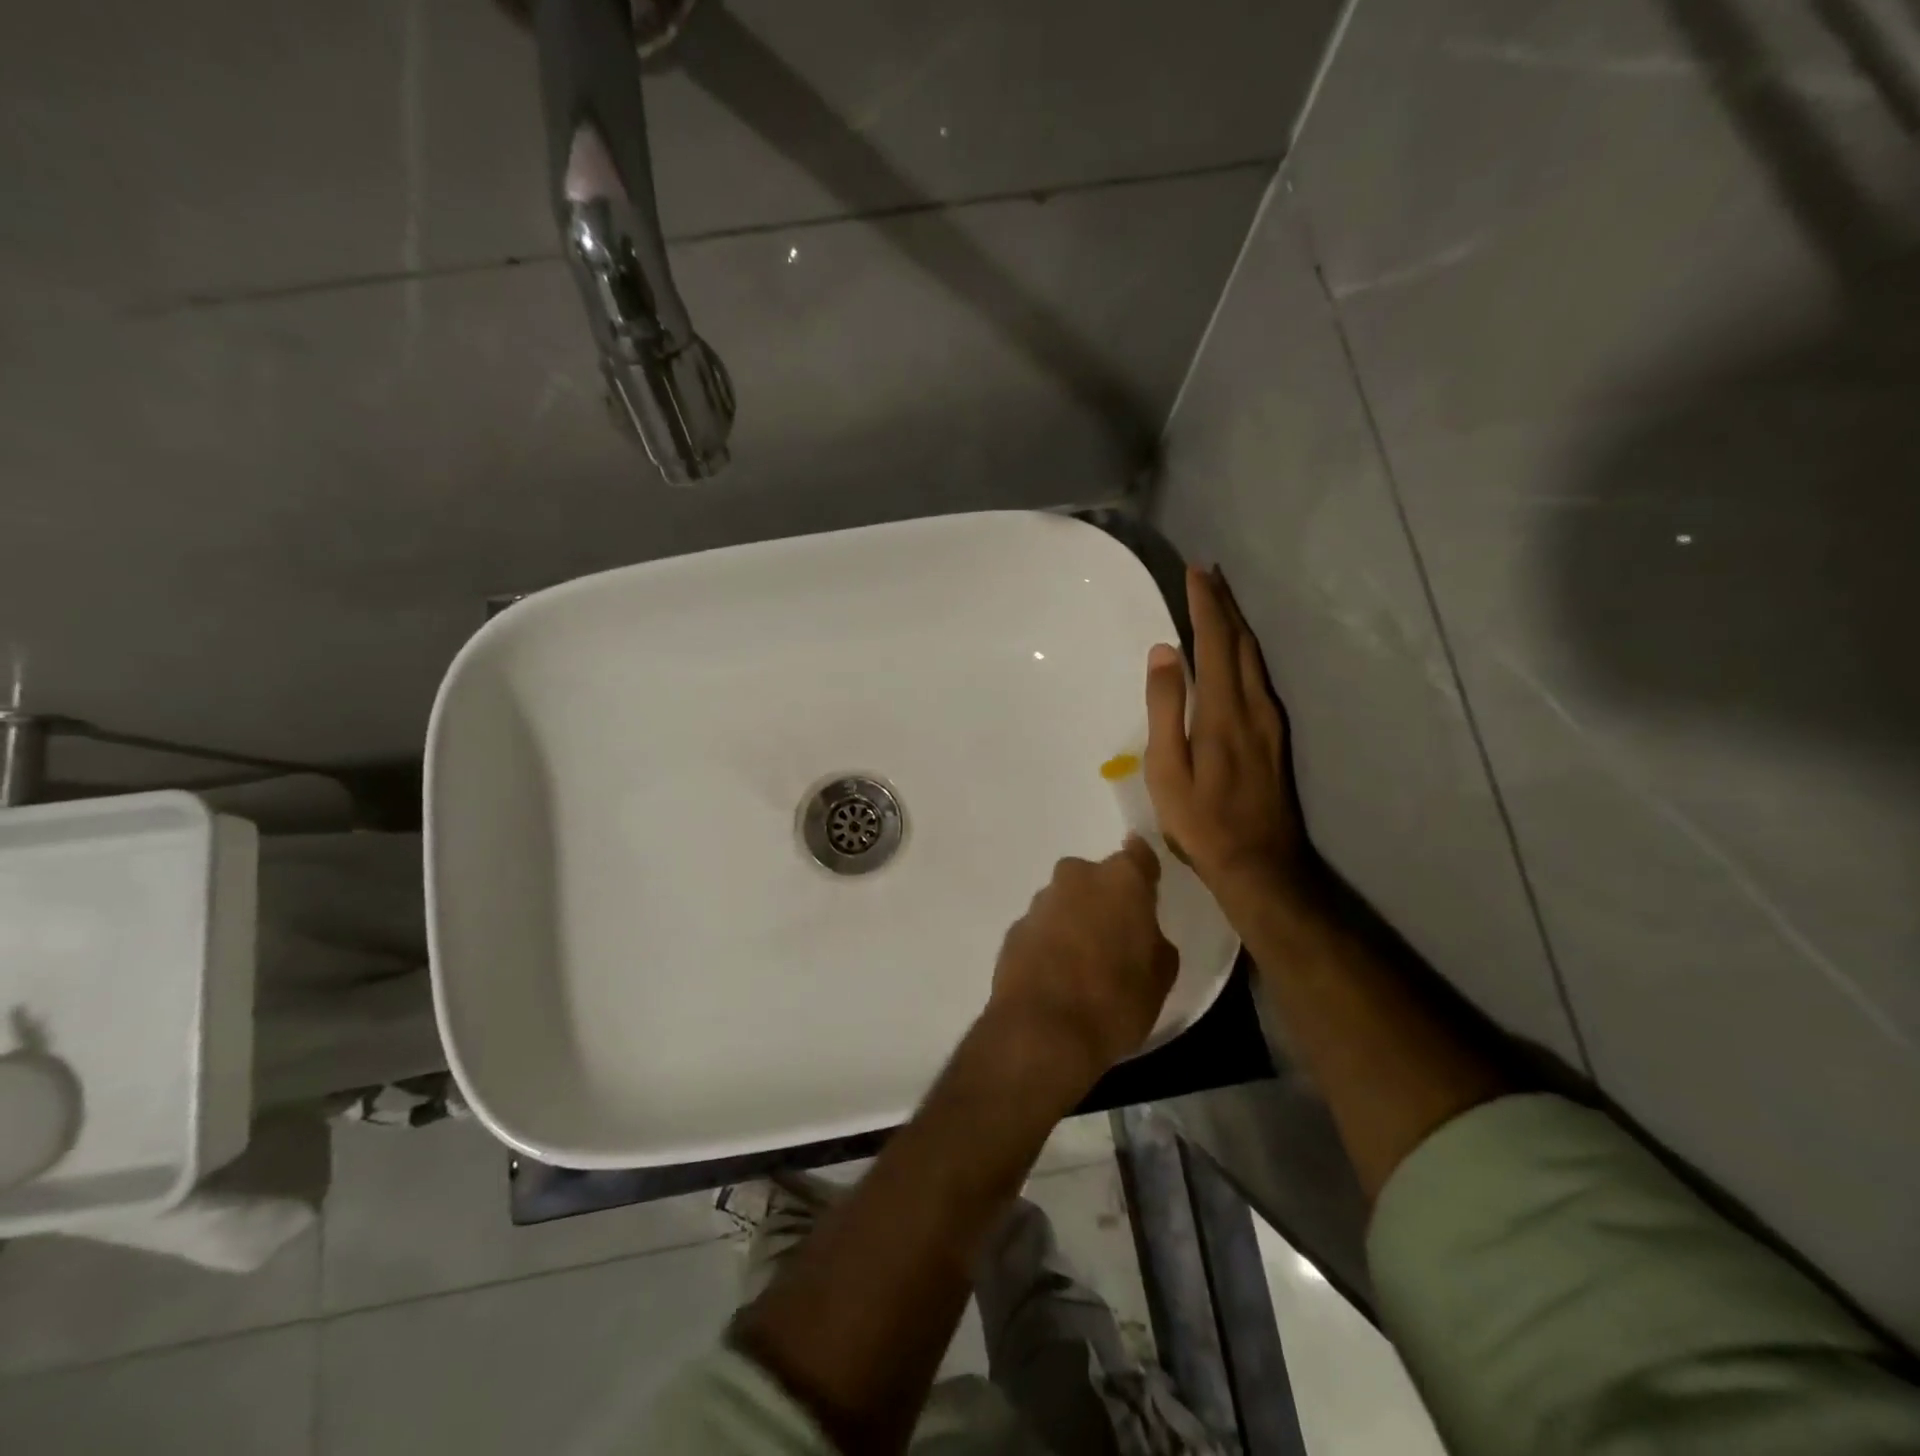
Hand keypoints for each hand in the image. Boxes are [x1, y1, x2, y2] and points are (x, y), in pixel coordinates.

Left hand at [987, 837, 1178, 1086]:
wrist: (1043, 1031)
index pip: (1138, 854)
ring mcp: (1040, 901)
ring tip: (1083, 963)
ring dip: (1074, 920)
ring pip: (1065, 901)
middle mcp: (1077, 877)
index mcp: (1121, 880)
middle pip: (1096, 877)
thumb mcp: (1160, 976)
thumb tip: (1143, 933)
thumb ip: (1154, 939)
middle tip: (1115, 936)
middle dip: (1104, 899)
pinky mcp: (1014, 928)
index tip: (1146, 889)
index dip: (1143, 870)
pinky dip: (1049, 942)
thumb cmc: (1116, 1001)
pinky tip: (1056, 976)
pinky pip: (1041, 927)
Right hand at [1145, 566, 1312, 910]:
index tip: (1194, 572)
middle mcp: (1253, 705)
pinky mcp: (1275, 736)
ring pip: (1255, 657)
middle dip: (1224, 604)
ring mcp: (1269, 721)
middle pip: (1241, 641)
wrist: (1260, 864)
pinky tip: (1237, 653)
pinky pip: (1260, 676)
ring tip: (1220, 602)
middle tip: (1208, 574)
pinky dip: (1245, 650)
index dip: (1205, 604)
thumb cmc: (1202, 820)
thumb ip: (1165, 707)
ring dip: (1237, 624)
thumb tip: (1165, 652)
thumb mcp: (1167, 769)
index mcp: (1223, 709)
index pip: (1214, 642)